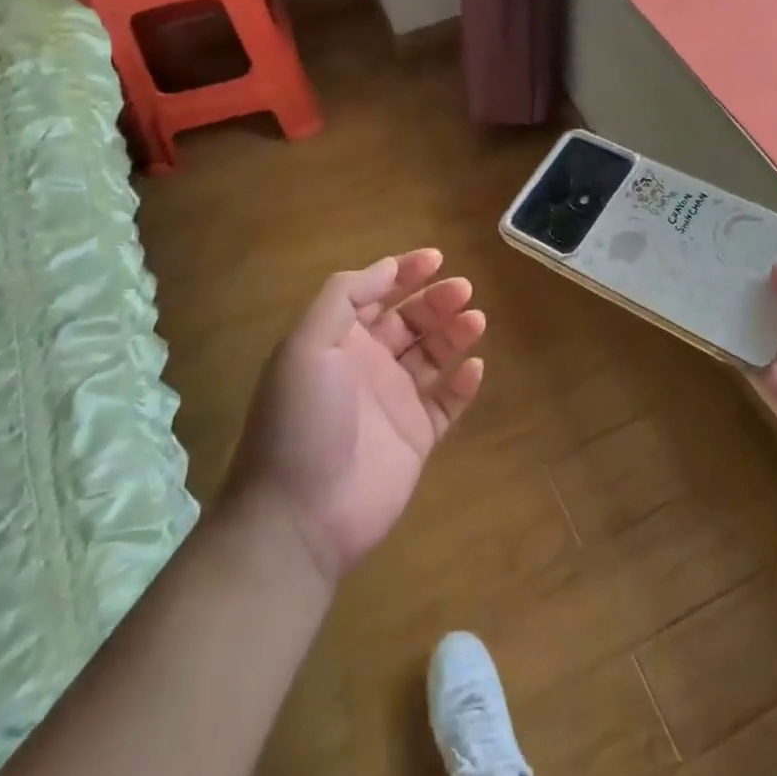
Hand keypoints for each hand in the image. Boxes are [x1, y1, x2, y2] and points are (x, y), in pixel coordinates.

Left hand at [221, 249, 485, 579]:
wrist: (300, 516)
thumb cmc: (302, 420)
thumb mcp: (307, 345)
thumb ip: (343, 298)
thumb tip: (386, 267)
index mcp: (337, 343)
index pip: (374, 295)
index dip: (403, 273)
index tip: (437, 258)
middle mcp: (366, 367)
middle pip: (408, 322)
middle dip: (435, 301)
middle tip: (464, 289)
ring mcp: (393, 404)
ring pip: (431, 358)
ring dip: (453, 334)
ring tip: (476, 319)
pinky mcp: (416, 439)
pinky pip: (446, 404)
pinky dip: (462, 384)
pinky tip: (474, 367)